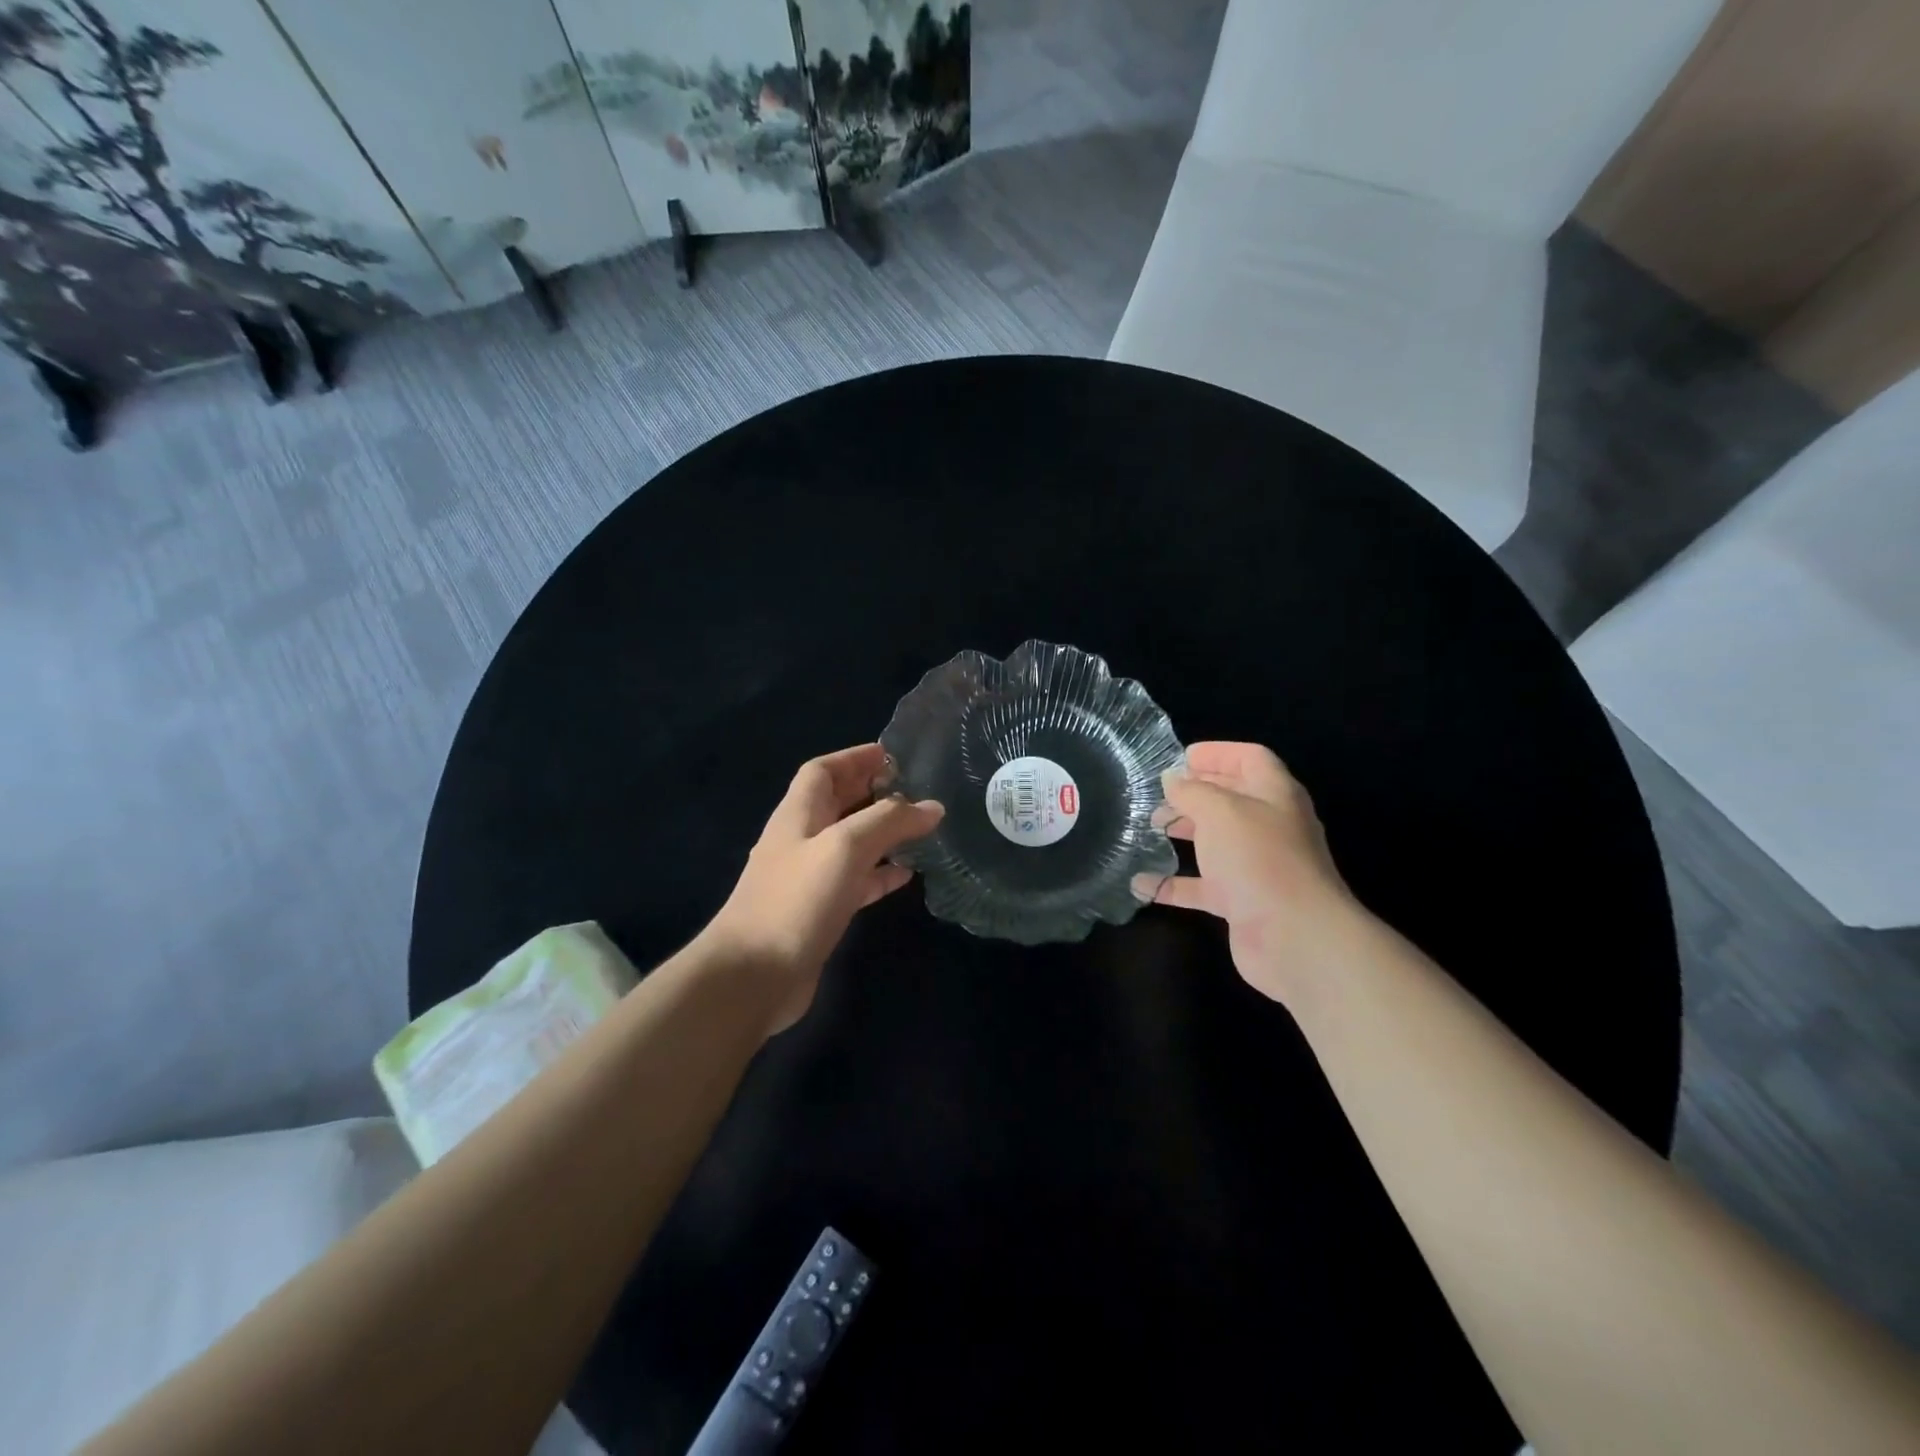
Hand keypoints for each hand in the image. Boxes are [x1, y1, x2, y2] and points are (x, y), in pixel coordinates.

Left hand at [705, 744, 943, 1034]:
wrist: (753, 976)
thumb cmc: (796, 900)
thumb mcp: (845, 847)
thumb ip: (889, 821)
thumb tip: (932, 807)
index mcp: (798, 813)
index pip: (823, 770)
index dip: (855, 757)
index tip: (893, 755)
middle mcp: (801, 839)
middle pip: (838, 803)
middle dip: (873, 791)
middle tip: (916, 789)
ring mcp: (809, 878)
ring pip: (850, 843)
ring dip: (881, 833)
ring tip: (920, 829)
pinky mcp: (820, 912)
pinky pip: (855, 881)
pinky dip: (880, 874)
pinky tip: (908, 874)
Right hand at [1134, 742, 1361, 1003]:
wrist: (1295, 937)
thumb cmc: (1258, 858)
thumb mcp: (1220, 811)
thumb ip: (1191, 791)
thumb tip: (1172, 779)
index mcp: (1275, 794)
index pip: (1250, 759)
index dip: (1218, 753)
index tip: (1180, 758)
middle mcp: (1269, 827)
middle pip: (1232, 799)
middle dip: (1194, 794)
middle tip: (1157, 796)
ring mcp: (1257, 866)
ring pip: (1217, 842)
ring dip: (1184, 833)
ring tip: (1148, 828)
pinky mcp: (1243, 902)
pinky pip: (1203, 887)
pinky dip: (1173, 884)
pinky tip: (1140, 884)